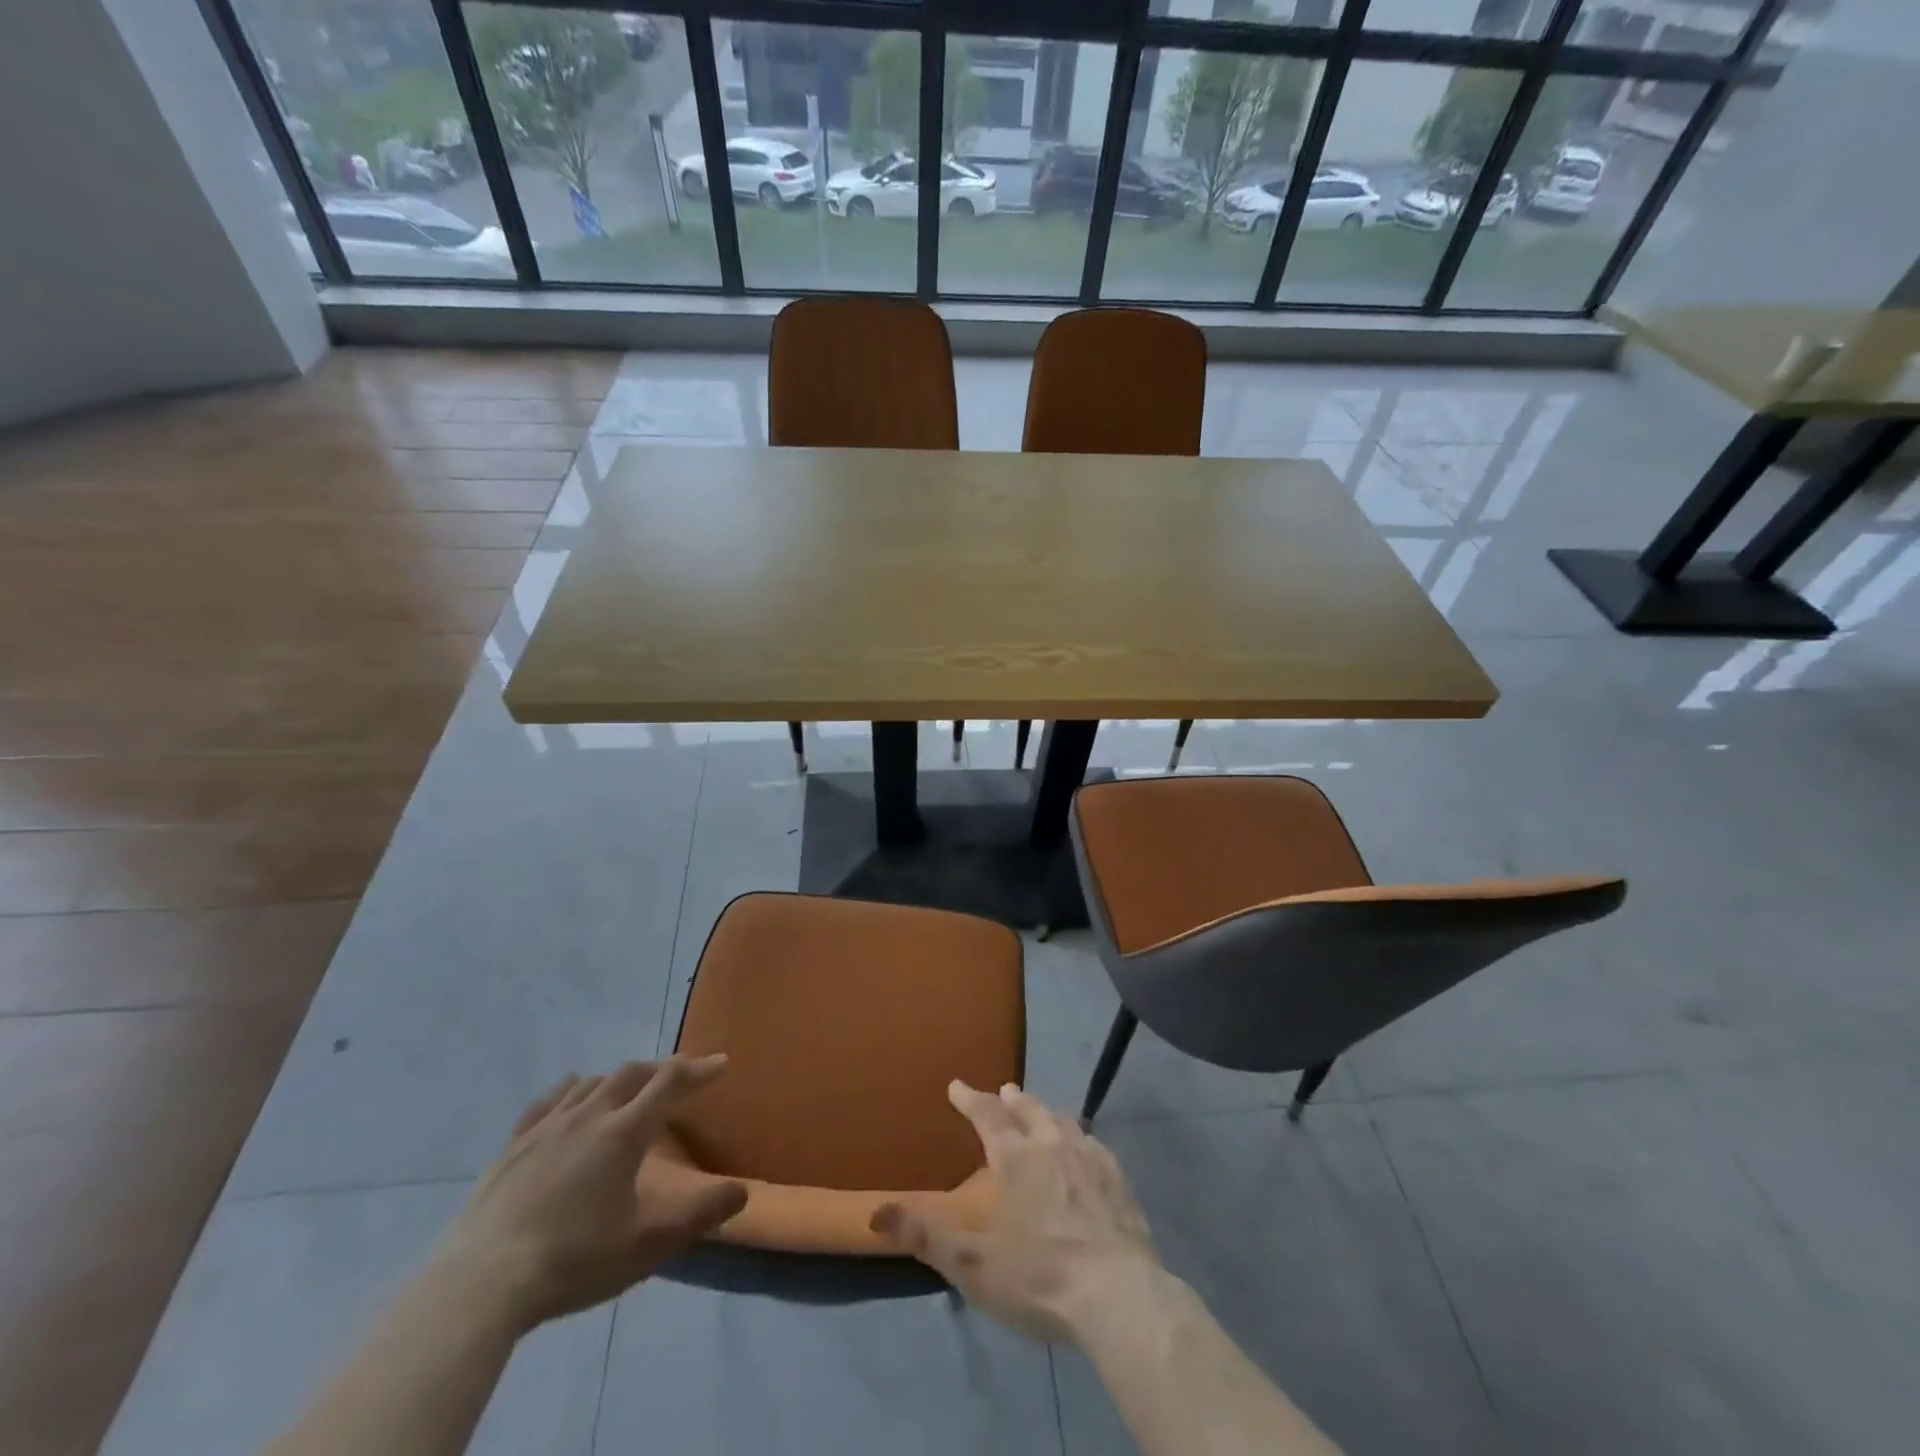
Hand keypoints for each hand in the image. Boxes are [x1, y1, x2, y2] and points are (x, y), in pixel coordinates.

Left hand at [431, 1057, 746, 1330]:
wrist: (479, 1285)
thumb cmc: (573, 1262)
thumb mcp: (646, 1247)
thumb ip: (698, 1216)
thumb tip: (742, 1192)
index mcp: (624, 1133)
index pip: (670, 1083)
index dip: (699, 1070)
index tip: (721, 1064)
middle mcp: (589, 1115)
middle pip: (632, 1074)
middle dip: (661, 1069)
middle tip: (679, 1077)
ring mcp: (545, 1128)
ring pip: (590, 1083)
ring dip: (618, 1079)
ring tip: (629, 1090)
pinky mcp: (512, 1147)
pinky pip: (547, 1102)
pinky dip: (569, 1091)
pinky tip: (570, 1097)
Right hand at [870, 1081, 1163, 1341]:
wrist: (1118, 1296)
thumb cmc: (1040, 1277)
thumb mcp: (973, 1265)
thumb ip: (925, 1236)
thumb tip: (876, 1212)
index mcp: (1016, 1158)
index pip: (987, 1115)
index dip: (970, 1099)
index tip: (957, 1085)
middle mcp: (1052, 1145)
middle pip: (1029, 1110)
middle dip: (1012, 1099)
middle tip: (1005, 1090)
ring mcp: (1090, 1158)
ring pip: (1063, 1120)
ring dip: (1047, 1112)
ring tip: (1041, 1111)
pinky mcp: (1119, 1179)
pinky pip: (1093, 1144)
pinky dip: (1080, 1137)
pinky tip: (1084, 1146)